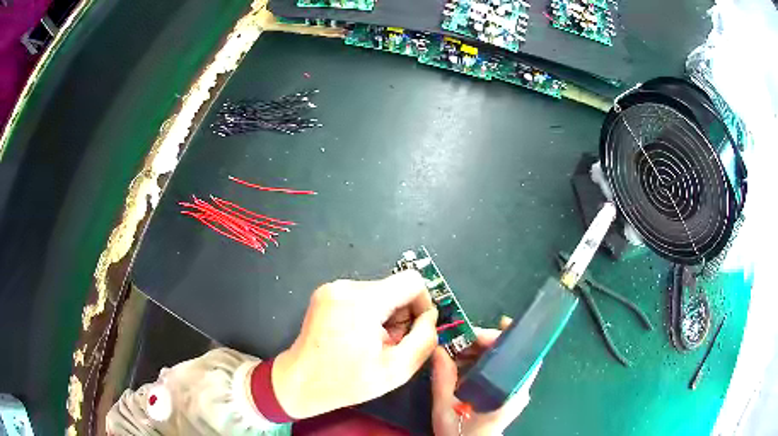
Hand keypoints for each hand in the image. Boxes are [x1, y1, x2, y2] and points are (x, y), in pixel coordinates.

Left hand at [272, 270, 438, 418]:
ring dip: (386, 316)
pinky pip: (363, 296)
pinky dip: (370, 314)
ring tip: (373, 344)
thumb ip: (424, 339)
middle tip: (391, 345)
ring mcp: (332, 288)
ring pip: (380, 292)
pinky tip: (359, 337)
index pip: (412, 282)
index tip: (416, 330)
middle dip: (401, 315)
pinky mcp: (326, 294)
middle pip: (394, 288)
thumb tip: (430, 316)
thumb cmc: (347, 382)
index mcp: (362, 301)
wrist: (300, 382)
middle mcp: (345, 286)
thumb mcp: (397, 370)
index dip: (423, 305)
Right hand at [432, 327, 541, 435]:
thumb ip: (442, 377)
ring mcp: (515, 393)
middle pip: (512, 355)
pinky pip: (500, 372)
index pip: (523, 355)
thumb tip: (437, 349)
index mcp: (510, 391)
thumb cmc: (460, 432)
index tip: (498, 322)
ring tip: (460, 349)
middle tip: (465, 337)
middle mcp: (519, 389)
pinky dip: (484, 363)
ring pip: (505, 362)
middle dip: (489, 342)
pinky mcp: (508, 396)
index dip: (513, 336)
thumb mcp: (445, 407)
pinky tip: (465, 363)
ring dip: (485, 352)